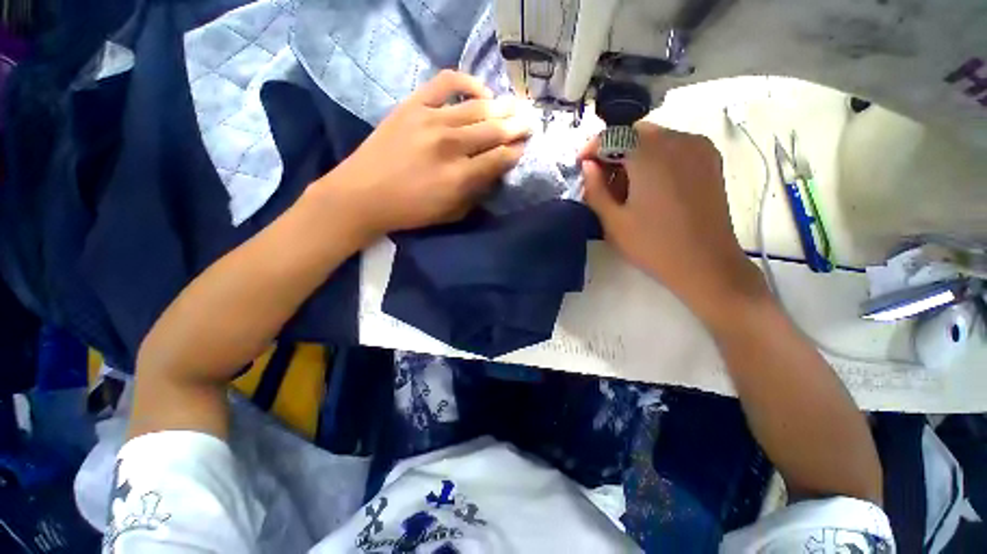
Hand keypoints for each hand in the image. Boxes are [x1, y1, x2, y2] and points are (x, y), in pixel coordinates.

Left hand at [313, 70, 529, 238]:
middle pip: (494, 130)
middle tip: (529, 122)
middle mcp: (451, 145)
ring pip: (477, 107)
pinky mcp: (413, 105)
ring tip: (514, 107)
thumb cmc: (410, 211)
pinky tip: (480, 90)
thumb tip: (494, 172)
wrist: (363, 194)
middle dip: (516, 126)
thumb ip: (476, 193)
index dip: (515, 151)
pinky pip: (446, 83)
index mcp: (460, 177)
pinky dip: (467, 82)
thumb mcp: (450, 214)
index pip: (499, 158)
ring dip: (501, 107)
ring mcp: (431, 120)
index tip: (524, 147)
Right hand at [580, 122, 766, 320]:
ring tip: (626, 187)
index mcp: (650, 154)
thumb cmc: (653, 246)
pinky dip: (655, 157)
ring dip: (634, 154)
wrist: (706, 264)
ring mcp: (698, 148)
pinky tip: (650, 185)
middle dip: (614, 151)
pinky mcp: (710, 161)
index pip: (612, 135)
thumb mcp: (613, 221)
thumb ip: (594, 189)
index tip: (580, 166)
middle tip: (603, 180)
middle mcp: (677, 140)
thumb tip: (587, 166)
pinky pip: (675, 146)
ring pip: (656, 138)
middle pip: (635, 133)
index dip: (591, 148)